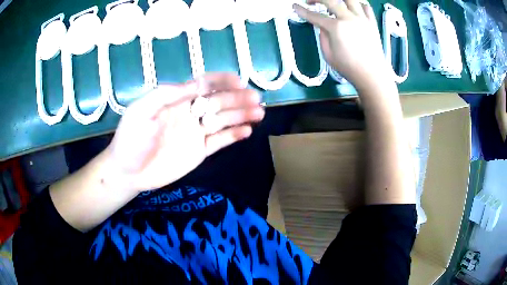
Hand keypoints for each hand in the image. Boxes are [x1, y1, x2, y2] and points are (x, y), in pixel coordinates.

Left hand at [104, 73, 263, 193]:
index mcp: (176, 100)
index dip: (221, 81)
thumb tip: (194, 84)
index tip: (239, 81)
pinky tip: (247, 131)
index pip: (203, 85)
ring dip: (241, 115)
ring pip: (223, 120)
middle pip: (218, 102)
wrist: (128, 171)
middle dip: (237, 98)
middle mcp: (190, 113)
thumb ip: (165, 95)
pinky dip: (233, 136)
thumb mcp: (141, 111)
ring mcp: (196, 133)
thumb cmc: (131, 138)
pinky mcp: (199, 152)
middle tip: (256, 99)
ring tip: (259, 113)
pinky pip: (220, 142)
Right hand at [294, 0, 390, 89]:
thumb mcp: (328, 55)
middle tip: (310, 2)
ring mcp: (362, 19)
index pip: (315, 16)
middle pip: (330, 0)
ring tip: (333, 2)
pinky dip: (358, 4)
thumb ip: (323, 36)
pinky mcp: (372, 23)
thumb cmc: (349, 68)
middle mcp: (349, 18)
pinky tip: (352, 8)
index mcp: (336, 28)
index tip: (295, 7)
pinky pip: (365, 7)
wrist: (372, 75)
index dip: (302, 10)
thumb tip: (323, 26)